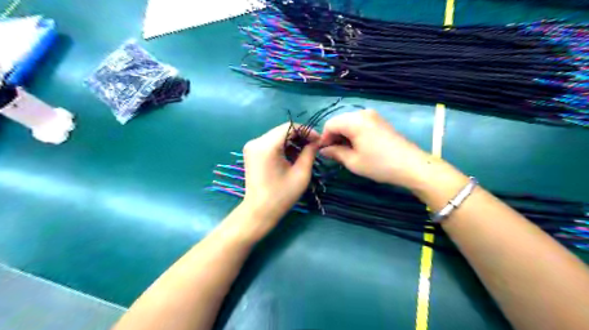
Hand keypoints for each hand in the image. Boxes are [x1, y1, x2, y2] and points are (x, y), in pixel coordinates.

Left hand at [242, 124, 320, 226]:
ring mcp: (252, 146)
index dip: (307, 131)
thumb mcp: (301, 174)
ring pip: (277, 135)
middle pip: (283, 130)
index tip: (318, 141)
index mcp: (267, 146)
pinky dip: (283, 146)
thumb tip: (316, 141)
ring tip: (304, 153)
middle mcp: (256, 141)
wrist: (259, 211)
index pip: (290, 127)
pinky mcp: (251, 152)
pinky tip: (292, 156)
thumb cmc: (282, 195)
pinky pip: (271, 142)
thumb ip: (309, 153)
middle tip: (314, 146)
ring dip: (292, 141)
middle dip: (300, 136)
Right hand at [321, 109, 434, 188]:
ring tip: (346, 151)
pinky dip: (354, 133)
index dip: (324, 138)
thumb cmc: (379, 164)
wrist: (411, 165)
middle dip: (334, 136)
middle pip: (339, 121)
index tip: (325, 152)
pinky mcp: (380, 121)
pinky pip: (360, 124)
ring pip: (349, 122)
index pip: (330, 124)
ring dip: (344, 135)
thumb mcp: (353, 161)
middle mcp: (363, 113)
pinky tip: (357, 146)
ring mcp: (373, 116)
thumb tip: (323, 150)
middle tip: (335, 153)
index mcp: (354, 121)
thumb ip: (335, 153)